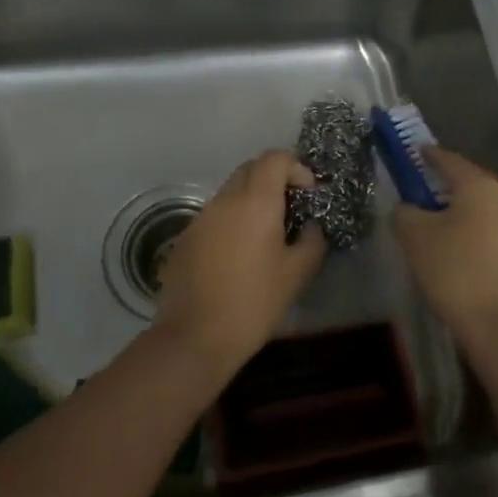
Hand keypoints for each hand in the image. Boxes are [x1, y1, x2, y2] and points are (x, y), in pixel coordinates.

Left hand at [155, 149, 326, 375]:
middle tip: (290, 208)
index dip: (296, 167)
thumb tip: (311, 226)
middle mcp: (225, 200)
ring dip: (251, 201)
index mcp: (255, 202)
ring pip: (230, 192)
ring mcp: (200, 218)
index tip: (308, 193)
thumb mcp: (297, 274)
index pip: (275, 158)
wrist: (195, 337)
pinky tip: (238, 255)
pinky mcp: (185, 238)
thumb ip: (312, 241)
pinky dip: (232, 221)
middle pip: (250, 169)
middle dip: (274, 179)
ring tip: (266, 235)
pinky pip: (214, 216)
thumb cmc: (254, 303)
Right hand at [393, 147, 497, 345]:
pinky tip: (451, 240)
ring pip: (478, 203)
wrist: (497, 323)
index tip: (411, 152)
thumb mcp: (414, 237)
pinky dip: (468, 224)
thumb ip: (404, 211)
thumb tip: (407, 207)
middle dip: (441, 180)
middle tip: (417, 185)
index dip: (427, 154)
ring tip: (430, 216)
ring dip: (455, 205)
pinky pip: (486, 224)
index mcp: (479, 186)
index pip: (448, 159)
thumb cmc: (454, 270)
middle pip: (466, 180)